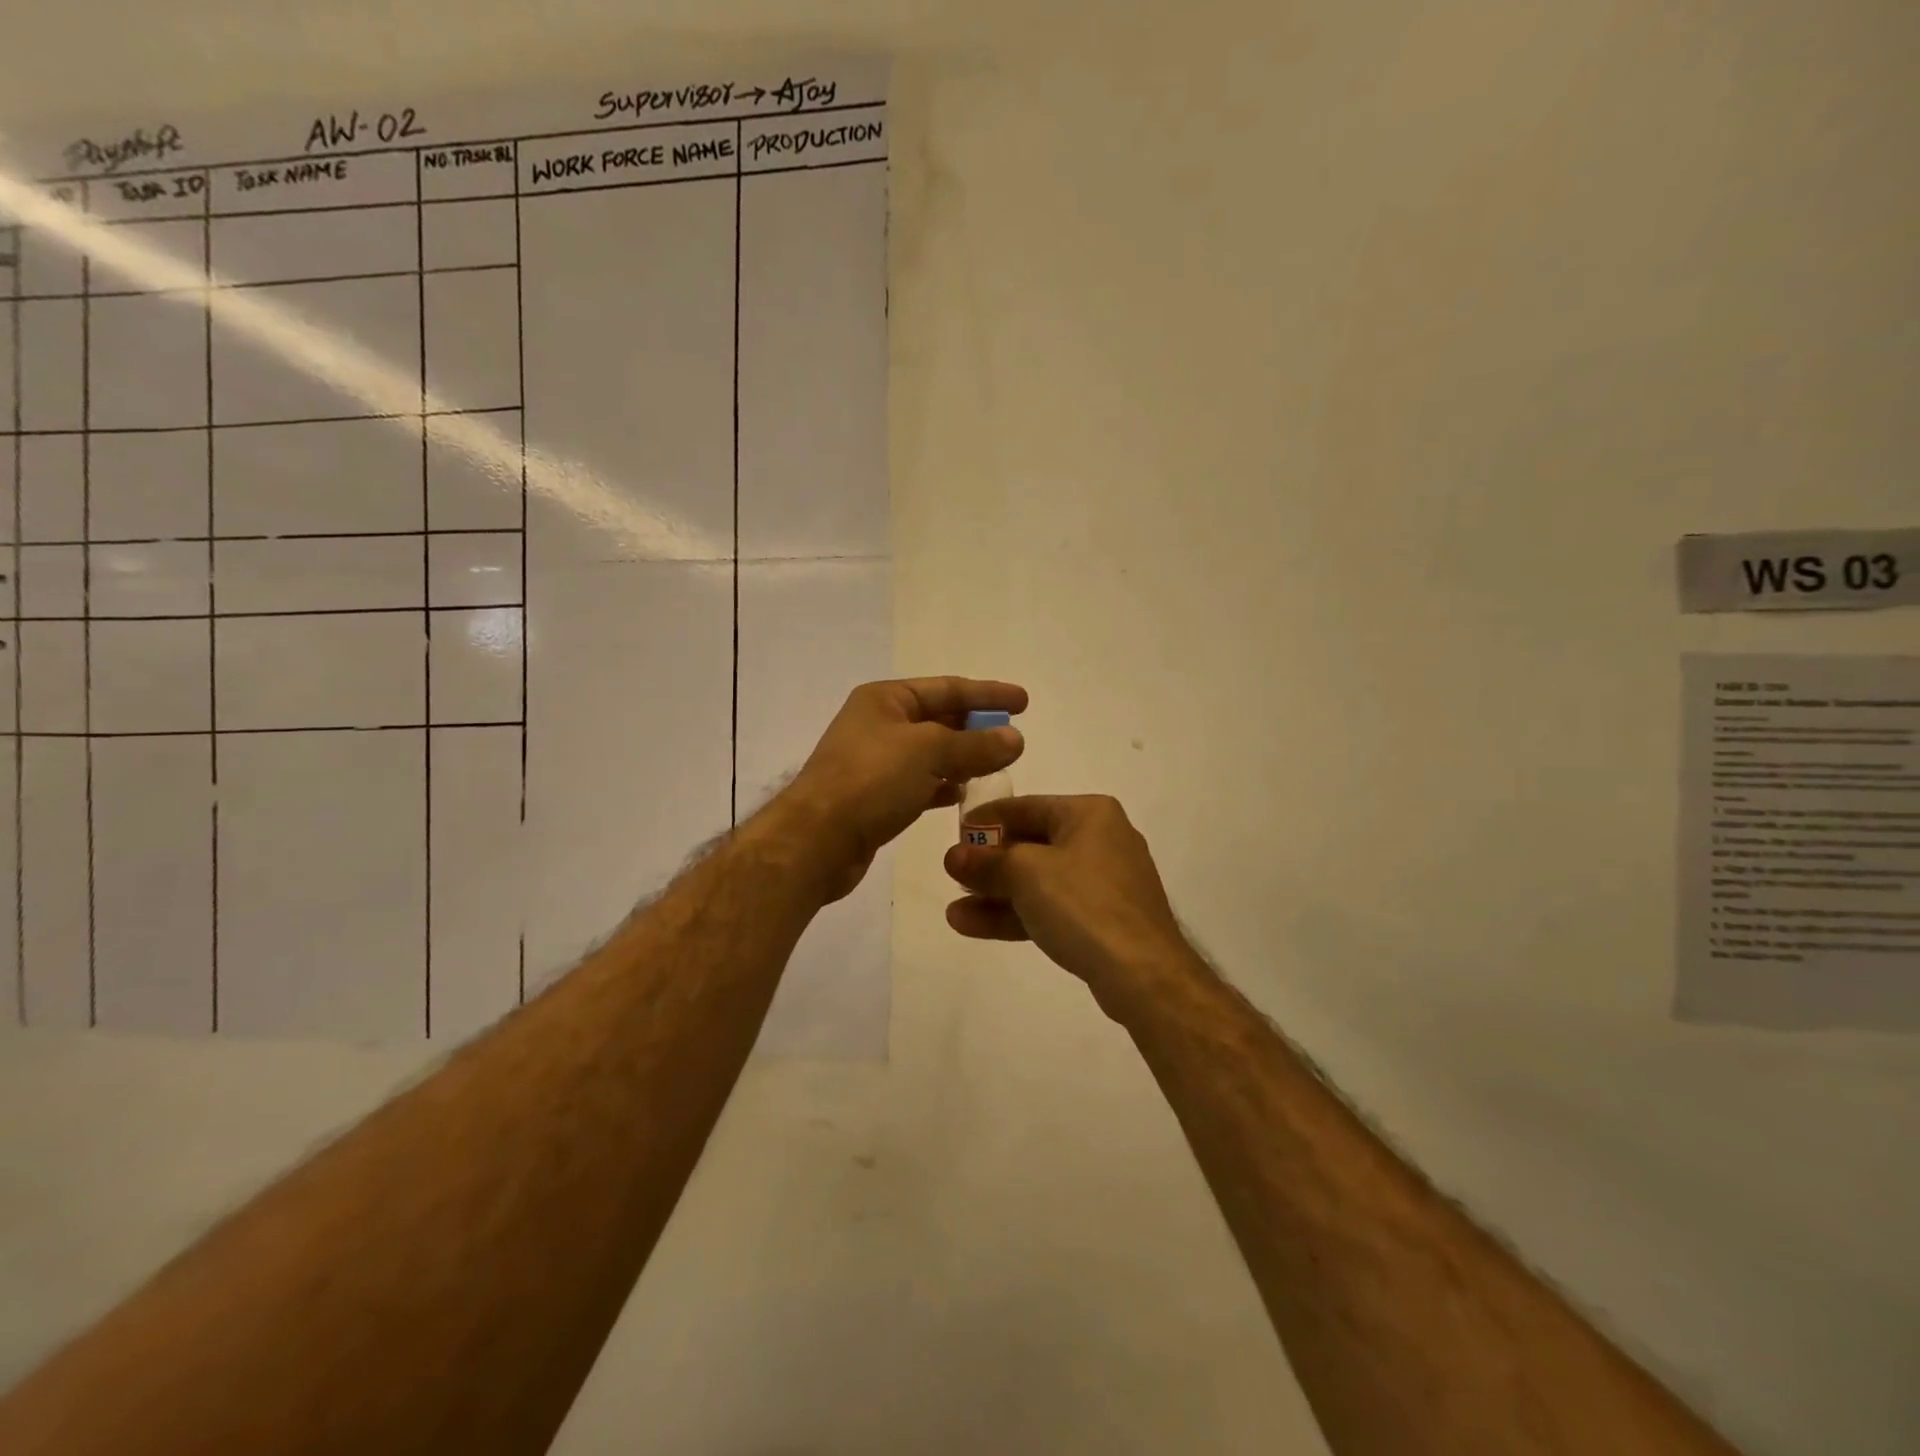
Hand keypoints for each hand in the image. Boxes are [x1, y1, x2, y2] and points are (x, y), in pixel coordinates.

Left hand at [774, 677, 1026, 902]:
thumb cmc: (871, 781)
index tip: (1023, 702)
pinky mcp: (875, 797)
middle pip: (939, 719)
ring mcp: (875, 762)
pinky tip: (961, 795)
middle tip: (1014, 737)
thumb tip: (1014, 738)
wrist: (817, 841)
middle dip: (976, 727)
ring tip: (997, 766)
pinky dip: (941, 786)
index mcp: (886, 699)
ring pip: (930, 754)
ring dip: (962, 758)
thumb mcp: (929, 753)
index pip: (947, 687)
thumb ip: (975, 745)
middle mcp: (879, 724)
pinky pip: (918, 783)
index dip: (988, 694)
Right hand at [943, 795, 1192, 1018]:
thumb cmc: (1083, 904)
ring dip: (996, 894)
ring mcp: (1103, 883)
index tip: (954, 834)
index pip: (1027, 807)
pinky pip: (1052, 908)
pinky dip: (1017, 914)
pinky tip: (973, 925)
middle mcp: (1100, 840)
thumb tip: (953, 856)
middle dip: (989, 864)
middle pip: (1032, 845)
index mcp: (1090, 814)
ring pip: (1039, 882)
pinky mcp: (1102, 920)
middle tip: (952, 875)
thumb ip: (987, 862)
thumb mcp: (1026, 873)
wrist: (1142, 972)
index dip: (987, 820)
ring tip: (954, 909)